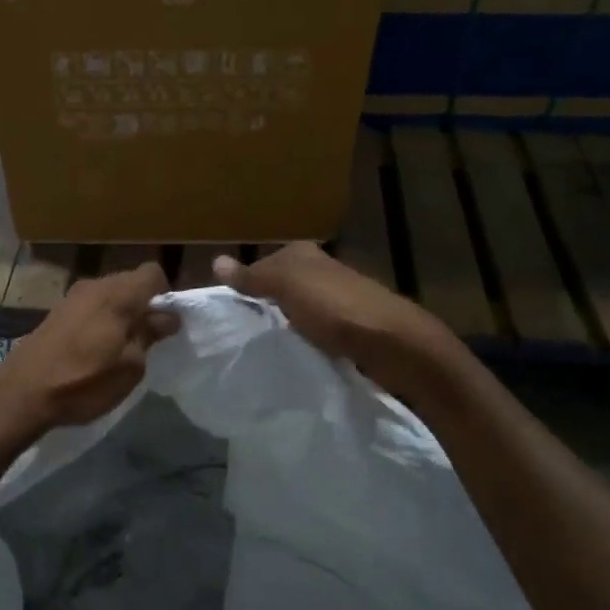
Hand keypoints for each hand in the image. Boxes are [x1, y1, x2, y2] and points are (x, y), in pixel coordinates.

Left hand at [0, 263, 179, 432]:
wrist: (22, 393)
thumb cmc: (84, 380)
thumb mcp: (130, 367)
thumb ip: (150, 335)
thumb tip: (167, 316)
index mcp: (119, 294)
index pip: (153, 273)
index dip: (165, 295)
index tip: (164, 324)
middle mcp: (95, 286)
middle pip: (130, 282)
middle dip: (143, 305)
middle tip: (147, 340)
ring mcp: (72, 297)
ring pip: (109, 295)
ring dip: (120, 314)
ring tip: (120, 348)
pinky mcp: (56, 312)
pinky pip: (90, 307)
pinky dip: (100, 321)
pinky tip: (94, 350)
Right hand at [212, 243, 467, 403]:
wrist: (394, 344)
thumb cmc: (336, 308)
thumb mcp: (287, 286)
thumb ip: (252, 276)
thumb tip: (215, 261)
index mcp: (304, 254)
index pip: (261, 266)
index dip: (243, 287)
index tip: (226, 314)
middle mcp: (320, 271)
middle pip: (278, 288)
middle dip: (262, 307)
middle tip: (238, 334)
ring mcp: (336, 300)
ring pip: (295, 311)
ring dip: (282, 327)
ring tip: (261, 348)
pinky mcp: (349, 327)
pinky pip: (313, 332)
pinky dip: (302, 341)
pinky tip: (292, 355)